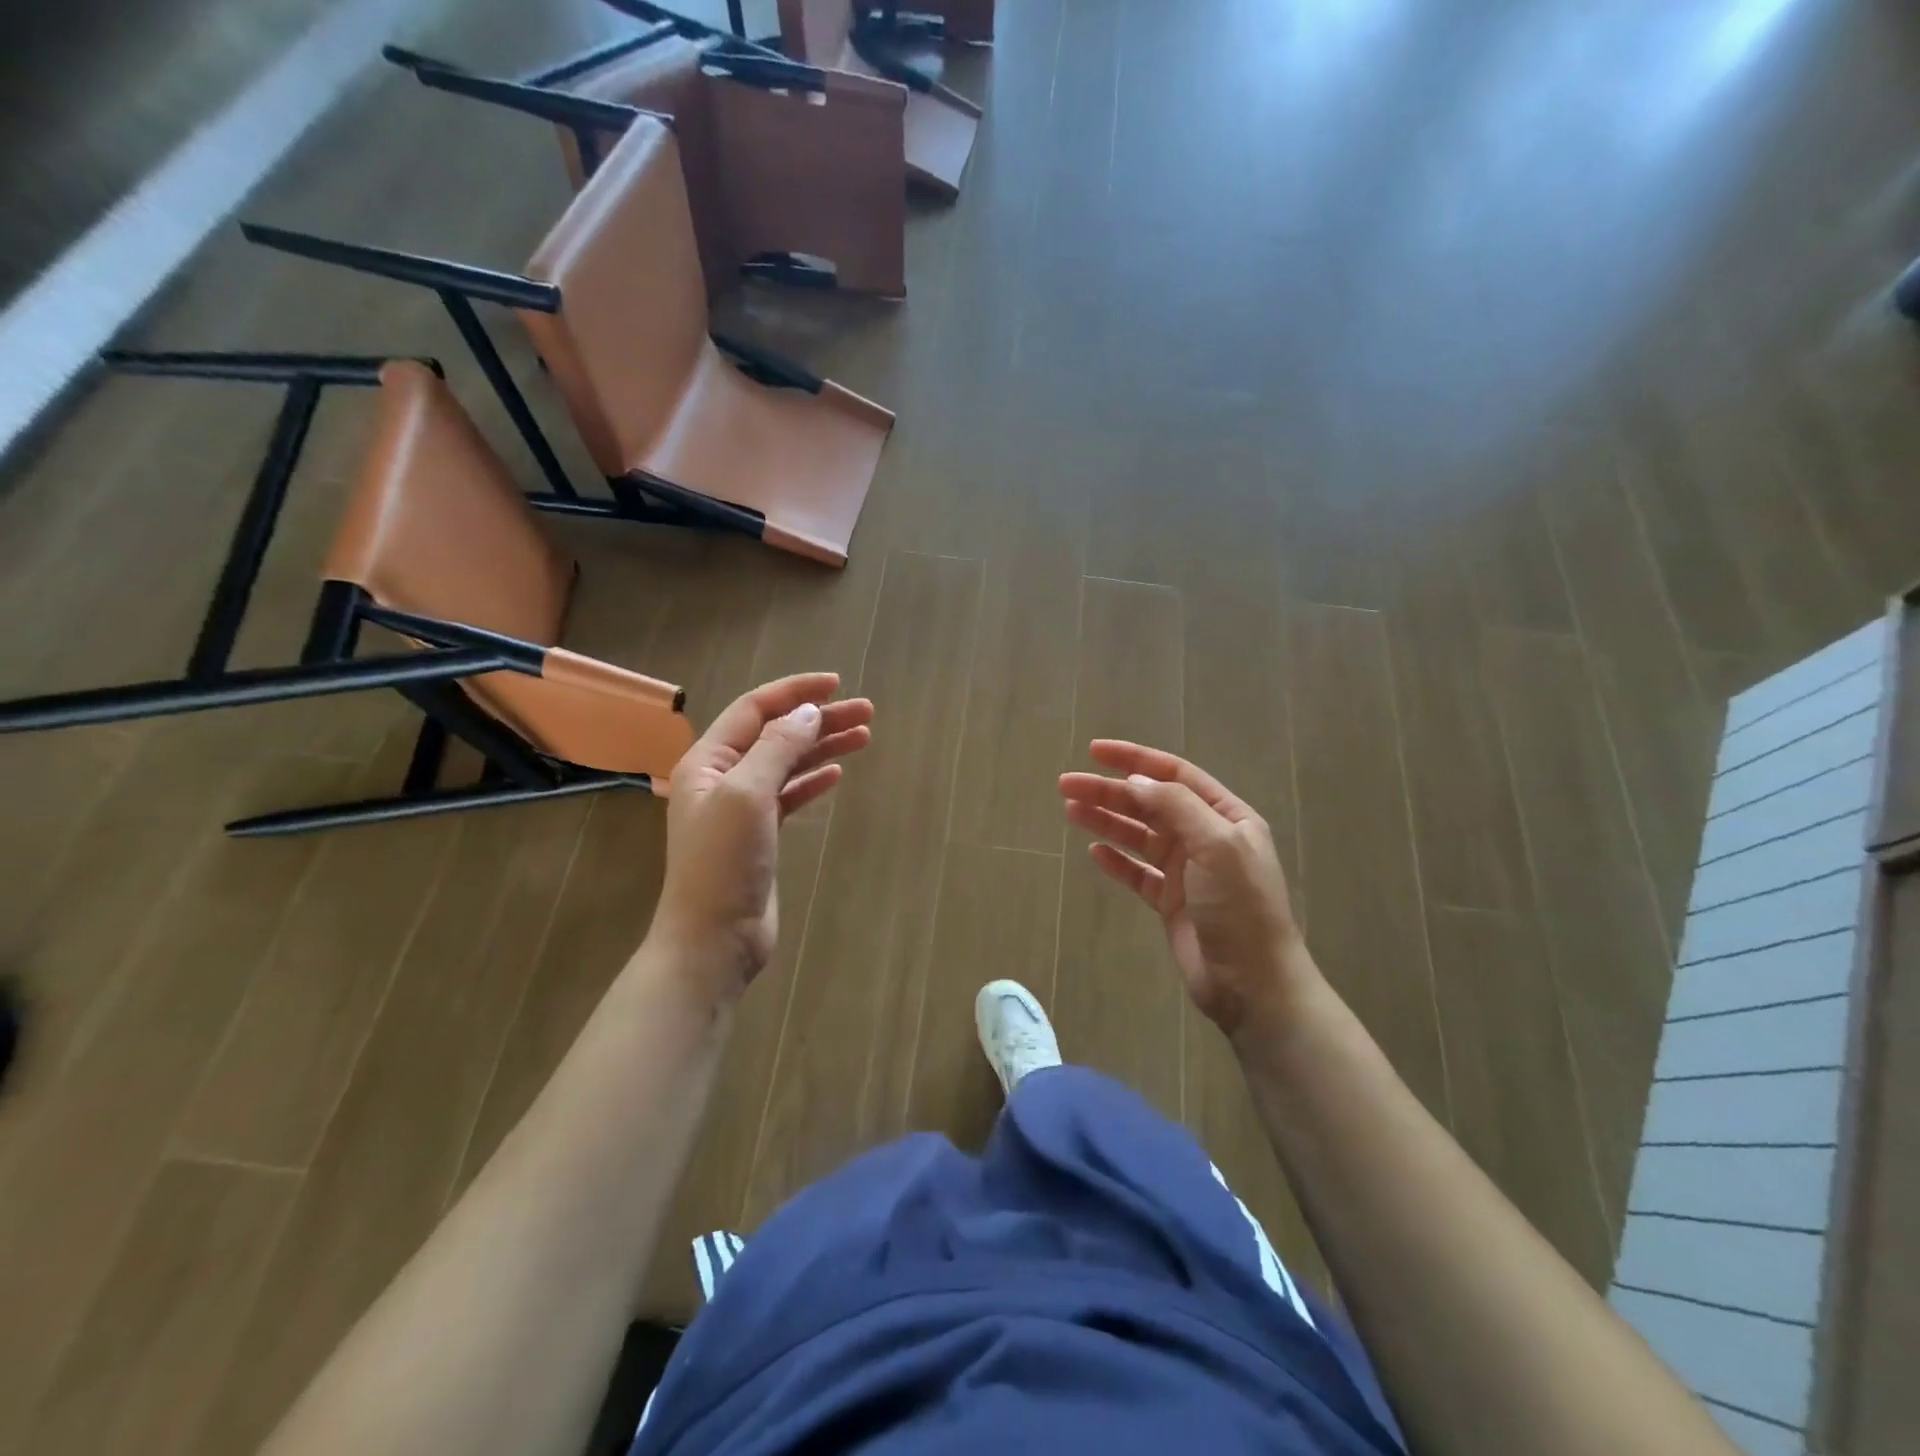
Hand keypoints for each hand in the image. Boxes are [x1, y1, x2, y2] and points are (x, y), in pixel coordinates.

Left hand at [650, 673, 872, 1002]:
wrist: (713, 938)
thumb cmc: (722, 862)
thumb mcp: (747, 795)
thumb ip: (778, 748)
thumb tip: (809, 712)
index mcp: (709, 760)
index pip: (755, 709)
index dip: (796, 691)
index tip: (837, 684)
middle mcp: (723, 777)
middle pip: (777, 734)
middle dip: (820, 719)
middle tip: (867, 712)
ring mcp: (742, 807)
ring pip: (787, 763)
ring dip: (822, 747)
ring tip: (864, 736)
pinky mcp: (760, 835)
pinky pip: (790, 795)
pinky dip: (812, 780)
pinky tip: (836, 773)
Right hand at [1060, 741, 1313, 1039]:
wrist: (1252, 983)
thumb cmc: (1240, 907)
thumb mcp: (1216, 845)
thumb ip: (1176, 806)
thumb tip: (1135, 781)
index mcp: (1225, 817)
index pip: (1174, 775)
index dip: (1134, 759)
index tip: (1095, 752)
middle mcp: (1205, 837)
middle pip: (1149, 804)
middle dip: (1109, 791)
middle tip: (1066, 785)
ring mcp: (1187, 871)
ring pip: (1138, 835)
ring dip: (1106, 821)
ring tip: (1070, 811)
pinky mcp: (1170, 902)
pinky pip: (1137, 872)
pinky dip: (1116, 860)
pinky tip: (1094, 851)